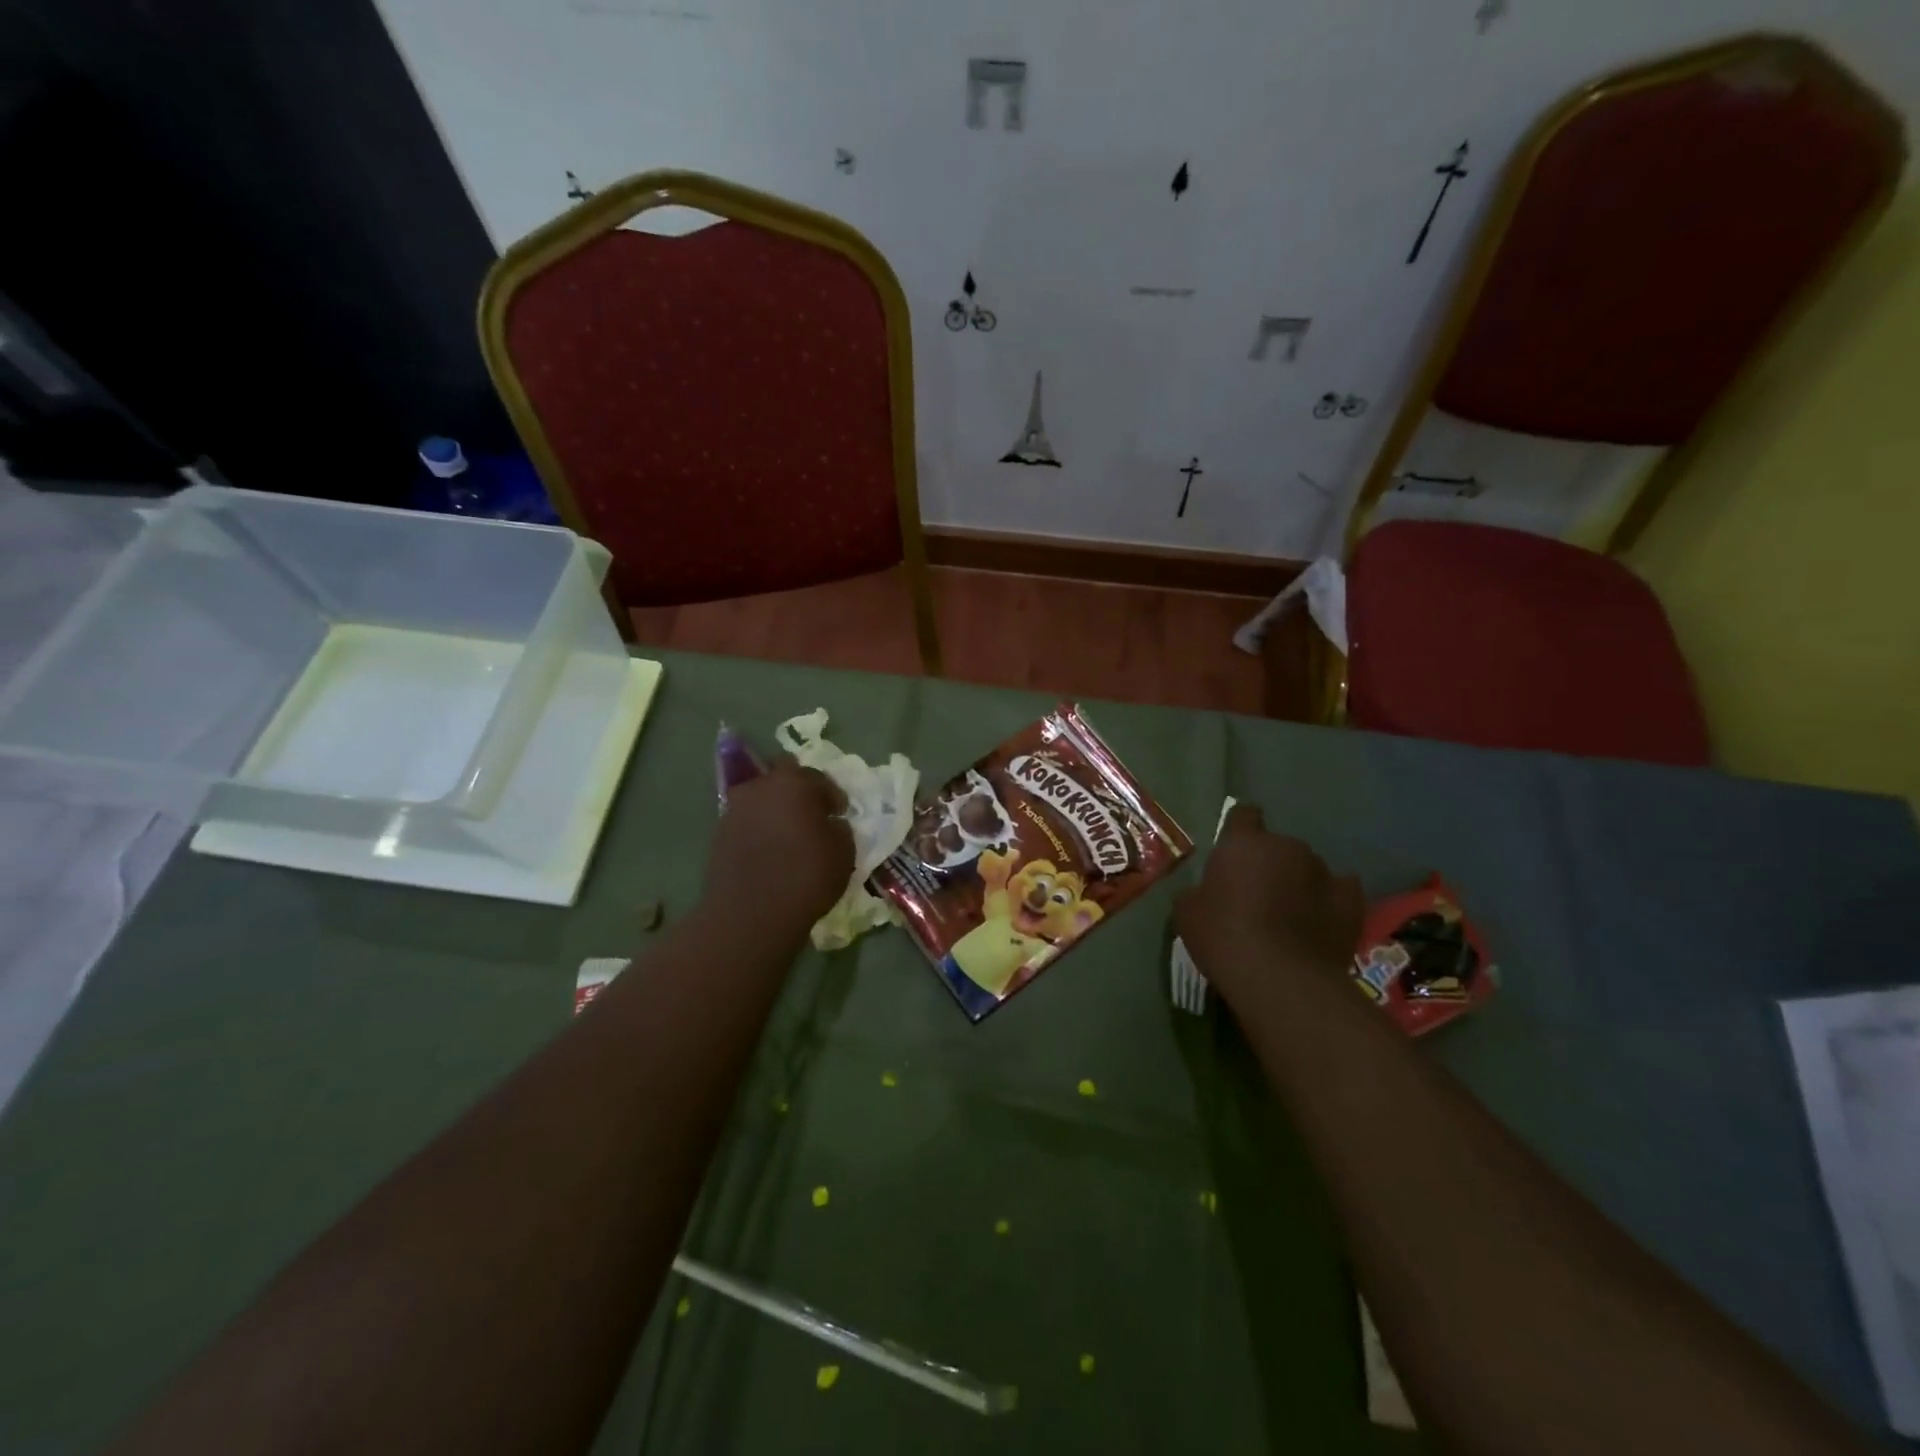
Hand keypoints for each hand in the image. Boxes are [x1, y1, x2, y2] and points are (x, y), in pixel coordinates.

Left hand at [699, 757, 853, 937]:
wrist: (749, 914)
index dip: (832, 795)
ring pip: (760, 797)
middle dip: (798, 789)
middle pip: (782, 775)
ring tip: (787, 834)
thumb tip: (829, 824)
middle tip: (811, 814)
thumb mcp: (843, 852)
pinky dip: (758, 829)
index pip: (818, 778)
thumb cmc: (805, 876)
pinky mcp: (718, 834)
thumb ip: (839, 829)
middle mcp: (760, 787)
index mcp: (794, 783)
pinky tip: (768, 851)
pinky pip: (746, 821)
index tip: (839, 813)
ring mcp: (734, 809)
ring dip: (774, 809)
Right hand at [1174, 804, 1363, 1010]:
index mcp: (1244, 843)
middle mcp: (1287, 847)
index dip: (1238, 831)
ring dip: (1298, 884)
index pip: (1243, 815)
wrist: (1280, 978)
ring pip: (1308, 869)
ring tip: (1290, 918)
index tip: (1233, 853)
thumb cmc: (1223, 937)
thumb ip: (1198, 892)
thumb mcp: (1187, 913)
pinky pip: (1340, 891)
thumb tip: (1204, 893)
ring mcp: (1324, 872)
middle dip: (1270, 865)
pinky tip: (1320, 921)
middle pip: (1278, 847)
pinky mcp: (1352, 901)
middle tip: (1257, 897)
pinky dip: (1329, 902)